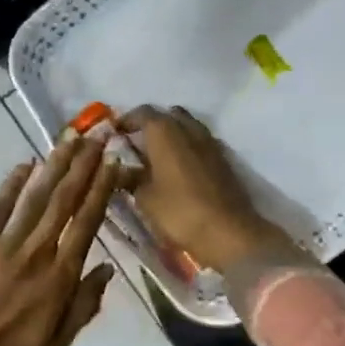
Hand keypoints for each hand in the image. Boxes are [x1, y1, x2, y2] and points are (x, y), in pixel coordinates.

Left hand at [0, 138, 125, 345]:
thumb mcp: (57, 344)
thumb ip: (84, 304)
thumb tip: (107, 268)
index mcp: (59, 277)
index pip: (86, 223)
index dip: (101, 190)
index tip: (113, 163)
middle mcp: (37, 252)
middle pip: (64, 201)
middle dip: (83, 166)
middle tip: (97, 137)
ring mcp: (4, 244)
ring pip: (36, 197)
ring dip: (55, 166)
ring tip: (70, 140)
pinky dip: (12, 184)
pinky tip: (26, 163)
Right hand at [119, 106, 297, 271]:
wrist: (229, 232)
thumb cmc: (180, 212)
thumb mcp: (145, 199)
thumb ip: (131, 179)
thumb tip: (121, 170)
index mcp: (164, 132)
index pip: (142, 113)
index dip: (126, 120)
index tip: (115, 133)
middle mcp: (187, 128)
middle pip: (166, 115)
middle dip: (151, 124)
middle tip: (136, 142)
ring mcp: (209, 141)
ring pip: (186, 126)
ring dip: (171, 133)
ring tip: (157, 155)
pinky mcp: (222, 157)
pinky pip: (199, 141)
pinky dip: (187, 146)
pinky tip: (178, 167)